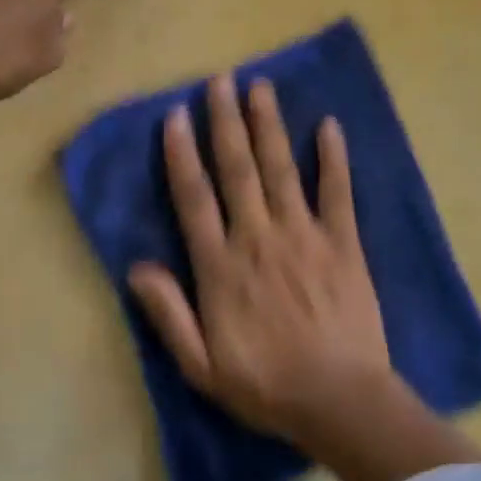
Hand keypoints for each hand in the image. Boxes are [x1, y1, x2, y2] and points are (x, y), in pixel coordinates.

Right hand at [127, 74, 397, 447]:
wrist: (340, 400)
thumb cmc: (265, 385)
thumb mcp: (201, 365)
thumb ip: (168, 313)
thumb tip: (136, 267)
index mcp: (221, 266)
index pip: (194, 198)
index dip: (181, 153)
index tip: (175, 115)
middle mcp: (258, 238)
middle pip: (237, 169)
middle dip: (225, 121)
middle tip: (220, 80)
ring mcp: (304, 235)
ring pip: (281, 168)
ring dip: (269, 125)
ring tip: (260, 86)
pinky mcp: (343, 242)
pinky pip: (337, 192)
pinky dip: (333, 157)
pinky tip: (329, 125)